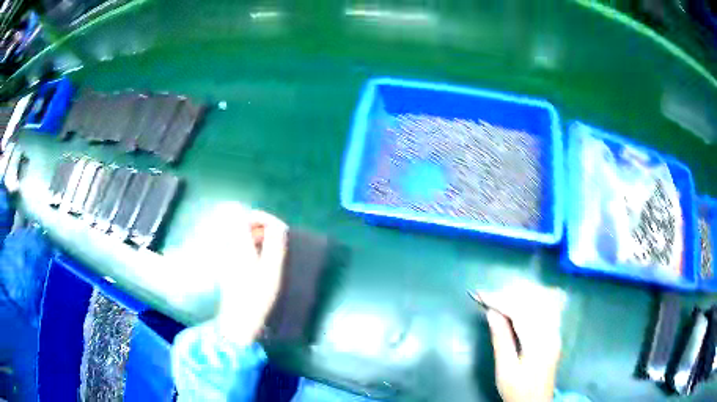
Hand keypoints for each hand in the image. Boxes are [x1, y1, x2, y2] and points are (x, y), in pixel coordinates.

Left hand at [211, 207, 287, 344]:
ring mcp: (229, 260)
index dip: (262, 218)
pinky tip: (265, 264)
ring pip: (243, 239)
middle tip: (280, 238)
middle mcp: (231, 249)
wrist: (239, 321)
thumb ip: (275, 244)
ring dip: (260, 239)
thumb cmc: (257, 295)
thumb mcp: (272, 269)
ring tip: (276, 251)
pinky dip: (255, 250)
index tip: (279, 228)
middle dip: (262, 227)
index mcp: (239, 246)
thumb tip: (278, 227)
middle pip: (243, 227)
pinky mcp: (230, 270)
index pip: (245, 219)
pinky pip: (242, 251)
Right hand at [478, 289, 562, 401]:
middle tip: (488, 296)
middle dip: (509, 294)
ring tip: (500, 297)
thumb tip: (492, 312)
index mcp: (538, 342)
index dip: (500, 299)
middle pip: (533, 301)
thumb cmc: (518, 390)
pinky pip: (546, 306)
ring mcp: (555, 330)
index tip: (480, 294)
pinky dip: (531, 299)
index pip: (521, 310)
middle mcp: (551, 331)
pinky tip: (520, 301)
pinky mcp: (555, 332)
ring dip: (520, 295)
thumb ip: (501, 339)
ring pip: (541, 300)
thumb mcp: (505, 370)